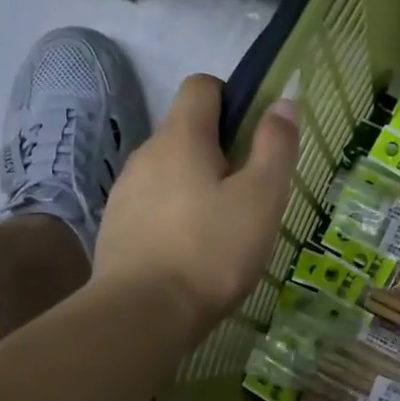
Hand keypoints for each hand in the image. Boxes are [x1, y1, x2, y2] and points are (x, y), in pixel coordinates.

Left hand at [94, 75, 297, 337]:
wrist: (142, 314)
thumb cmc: (211, 251)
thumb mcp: (261, 198)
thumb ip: (275, 146)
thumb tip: (283, 101)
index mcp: (181, 137)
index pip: (202, 86)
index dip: (232, 98)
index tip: (254, 136)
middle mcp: (146, 154)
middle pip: (186, 132)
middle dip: (219, 152)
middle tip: (249, 194)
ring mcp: (125, 192)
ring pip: (169, 172)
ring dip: (195, 187)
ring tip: (221, 230)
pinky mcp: (116, 227)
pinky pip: (152, 206)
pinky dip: (174, 217)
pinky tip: (190, 253)